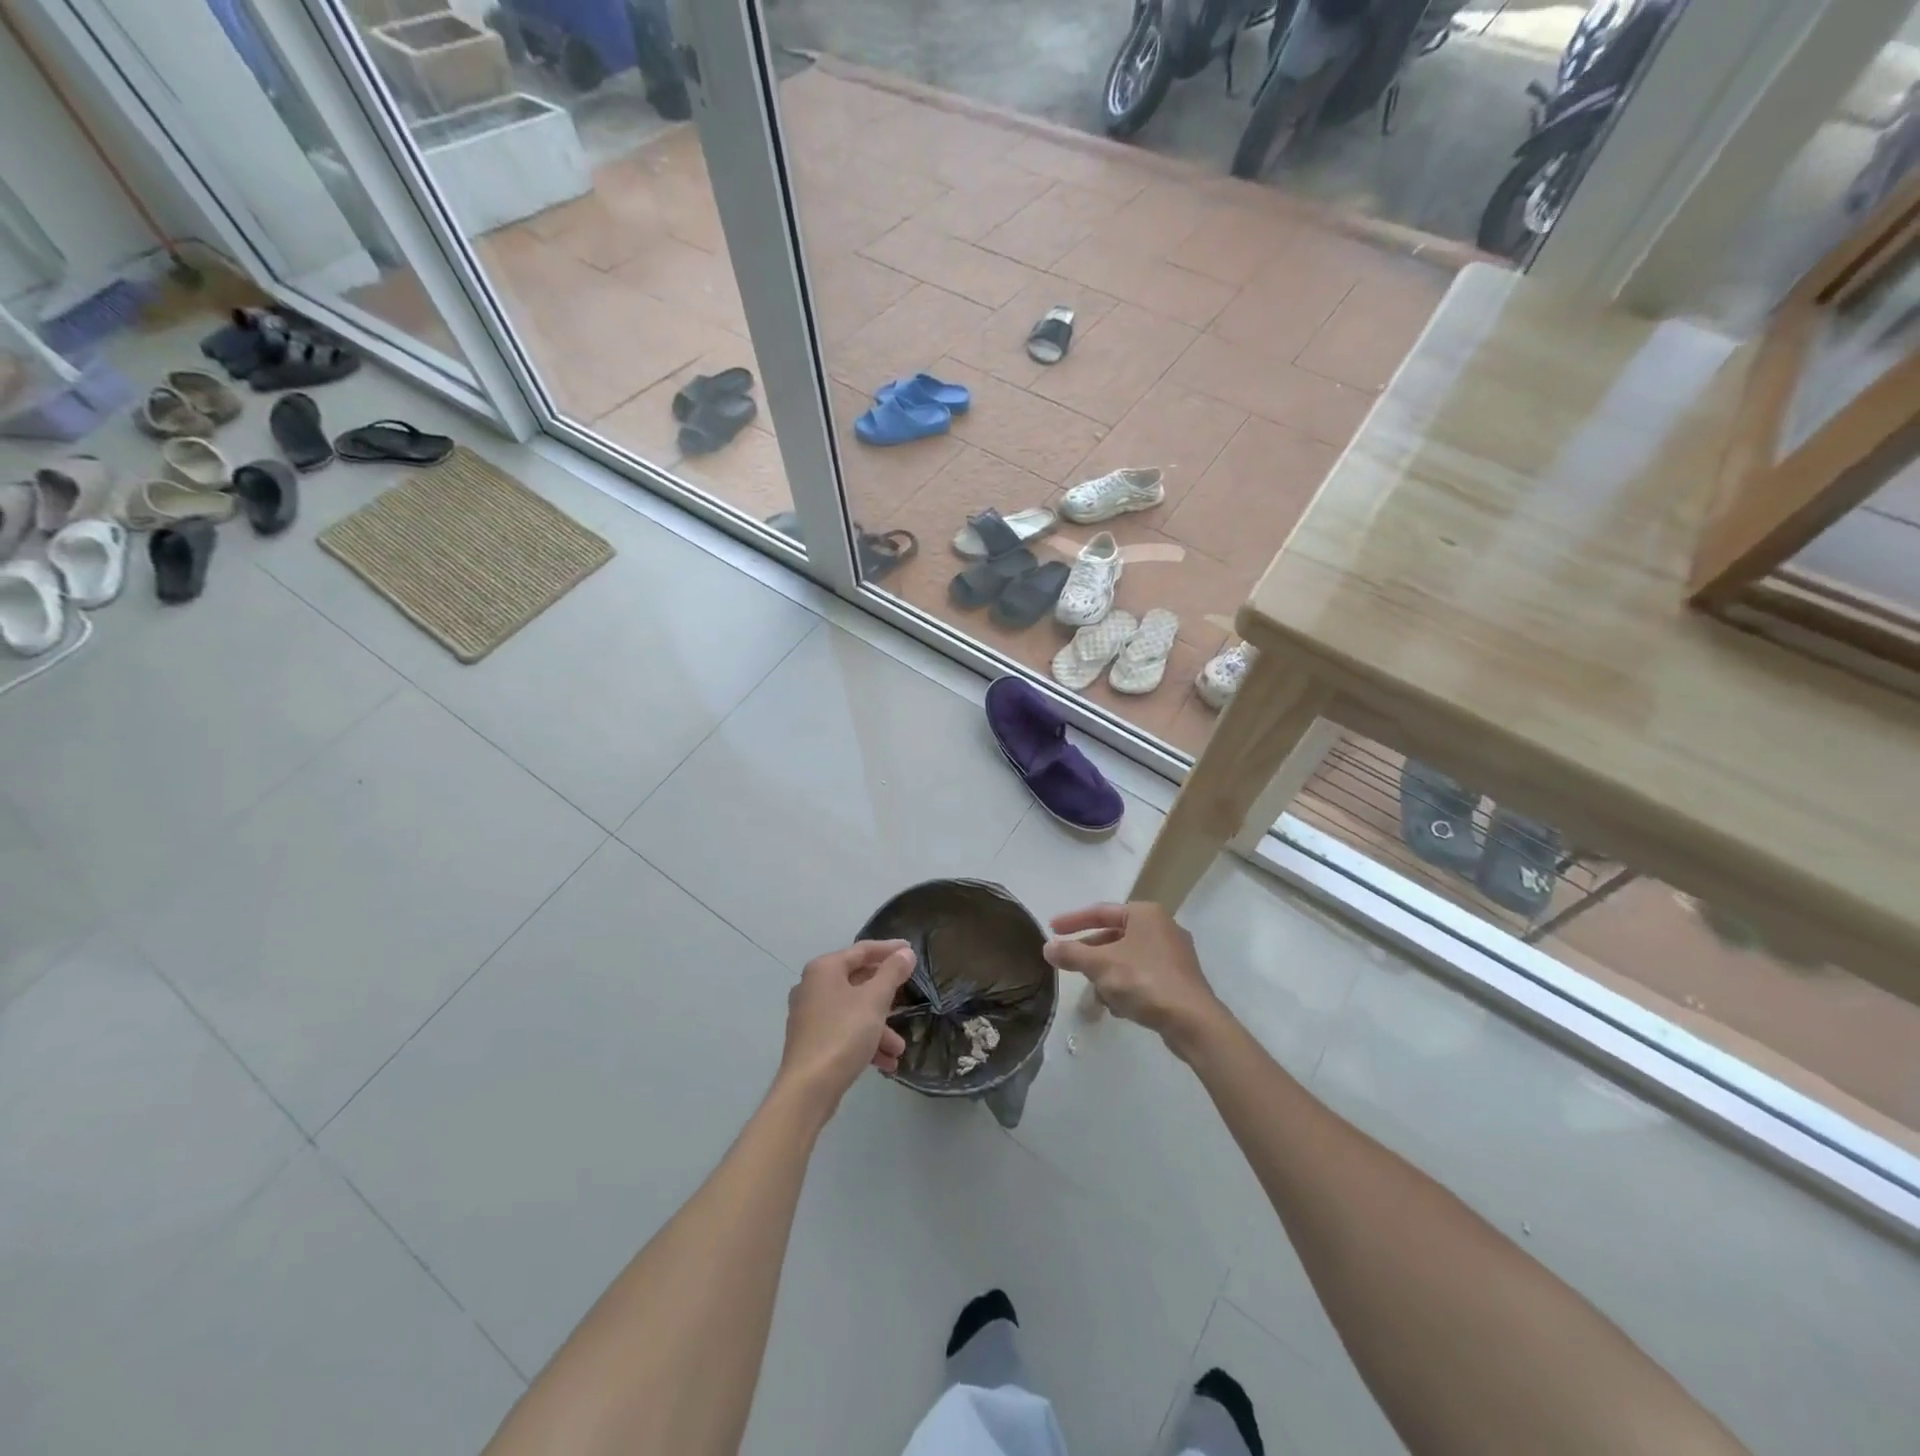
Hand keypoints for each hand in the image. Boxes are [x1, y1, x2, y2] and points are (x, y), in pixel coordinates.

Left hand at [775, 940, 916, 1115]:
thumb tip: (905, 953)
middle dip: (887, 996)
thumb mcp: (875, 1000)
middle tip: (908, 996)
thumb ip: (892, 973)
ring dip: (879, 1027)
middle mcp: (813, 986)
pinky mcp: (812, 1040)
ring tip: (899, 1048)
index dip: (889, 949)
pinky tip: (886, 1062)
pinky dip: (865, 1041)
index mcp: (824, 969)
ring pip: (853, 1011)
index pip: (862, 950)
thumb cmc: (843, 1034)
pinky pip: (844, 1031)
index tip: (911, 951)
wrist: (808, 1089)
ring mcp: (810, 1015)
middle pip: (858, 981)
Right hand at [1044, 903, 1224, 1053]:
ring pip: (1127, 958)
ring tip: (1095, 996)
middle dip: (1091, 955)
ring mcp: (1173, 954)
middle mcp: (1162, 927)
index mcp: (1145, 914)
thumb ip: (1071, 954)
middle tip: (1069, 964)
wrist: (1193, 1022)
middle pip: (1114, 936)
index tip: (1051, 929)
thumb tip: (1047, 947)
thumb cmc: (1144, 981)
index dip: (1072, 921)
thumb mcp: (1100, 965)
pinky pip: (1142, 975)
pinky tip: (1117, 1007)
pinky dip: (1126, 986)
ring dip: (1107, 976)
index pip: (1100, 911)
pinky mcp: (1179, 979)